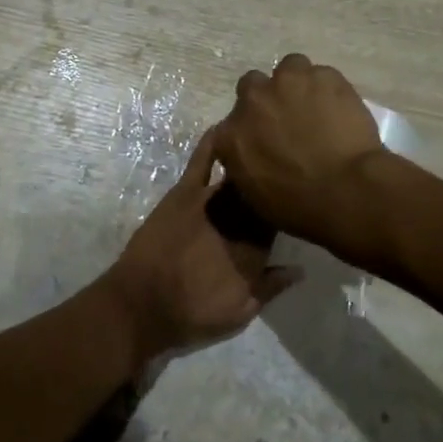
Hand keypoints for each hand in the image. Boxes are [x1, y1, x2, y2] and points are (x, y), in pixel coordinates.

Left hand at [99, 126, 300, 364]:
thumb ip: (271, 288)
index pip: (279, 221)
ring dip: (253, 162)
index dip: (286, 209)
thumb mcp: (239, 314)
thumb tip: (301, 269)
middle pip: (261, 195)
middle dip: (272, 182)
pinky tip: (226, 126)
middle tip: (284, 167)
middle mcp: (238, 220)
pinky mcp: (184, 193)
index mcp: (255, 249)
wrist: (140, 306)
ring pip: (239, 176)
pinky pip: (202, 162)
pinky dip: (213, 143)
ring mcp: (211, 202)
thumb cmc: (190, 315)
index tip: (295, 199)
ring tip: (267, 140)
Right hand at [217, 53, 384, 235]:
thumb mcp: (255, 197)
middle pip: (252, 85)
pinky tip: (340, 109)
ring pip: (289, 68)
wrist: (346, 191)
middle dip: (267, 98)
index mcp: (231, 134)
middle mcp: (254, 100)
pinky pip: (323, 75)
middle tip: (288, 118)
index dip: (249, 130)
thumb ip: (245, 166)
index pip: (230, 125)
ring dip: (297, 84)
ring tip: (315, 106)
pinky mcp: (325, 76)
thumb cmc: (299, 206)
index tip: (264, 141)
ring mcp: (289, 82)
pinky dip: (328, 89)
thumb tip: (252, 158)